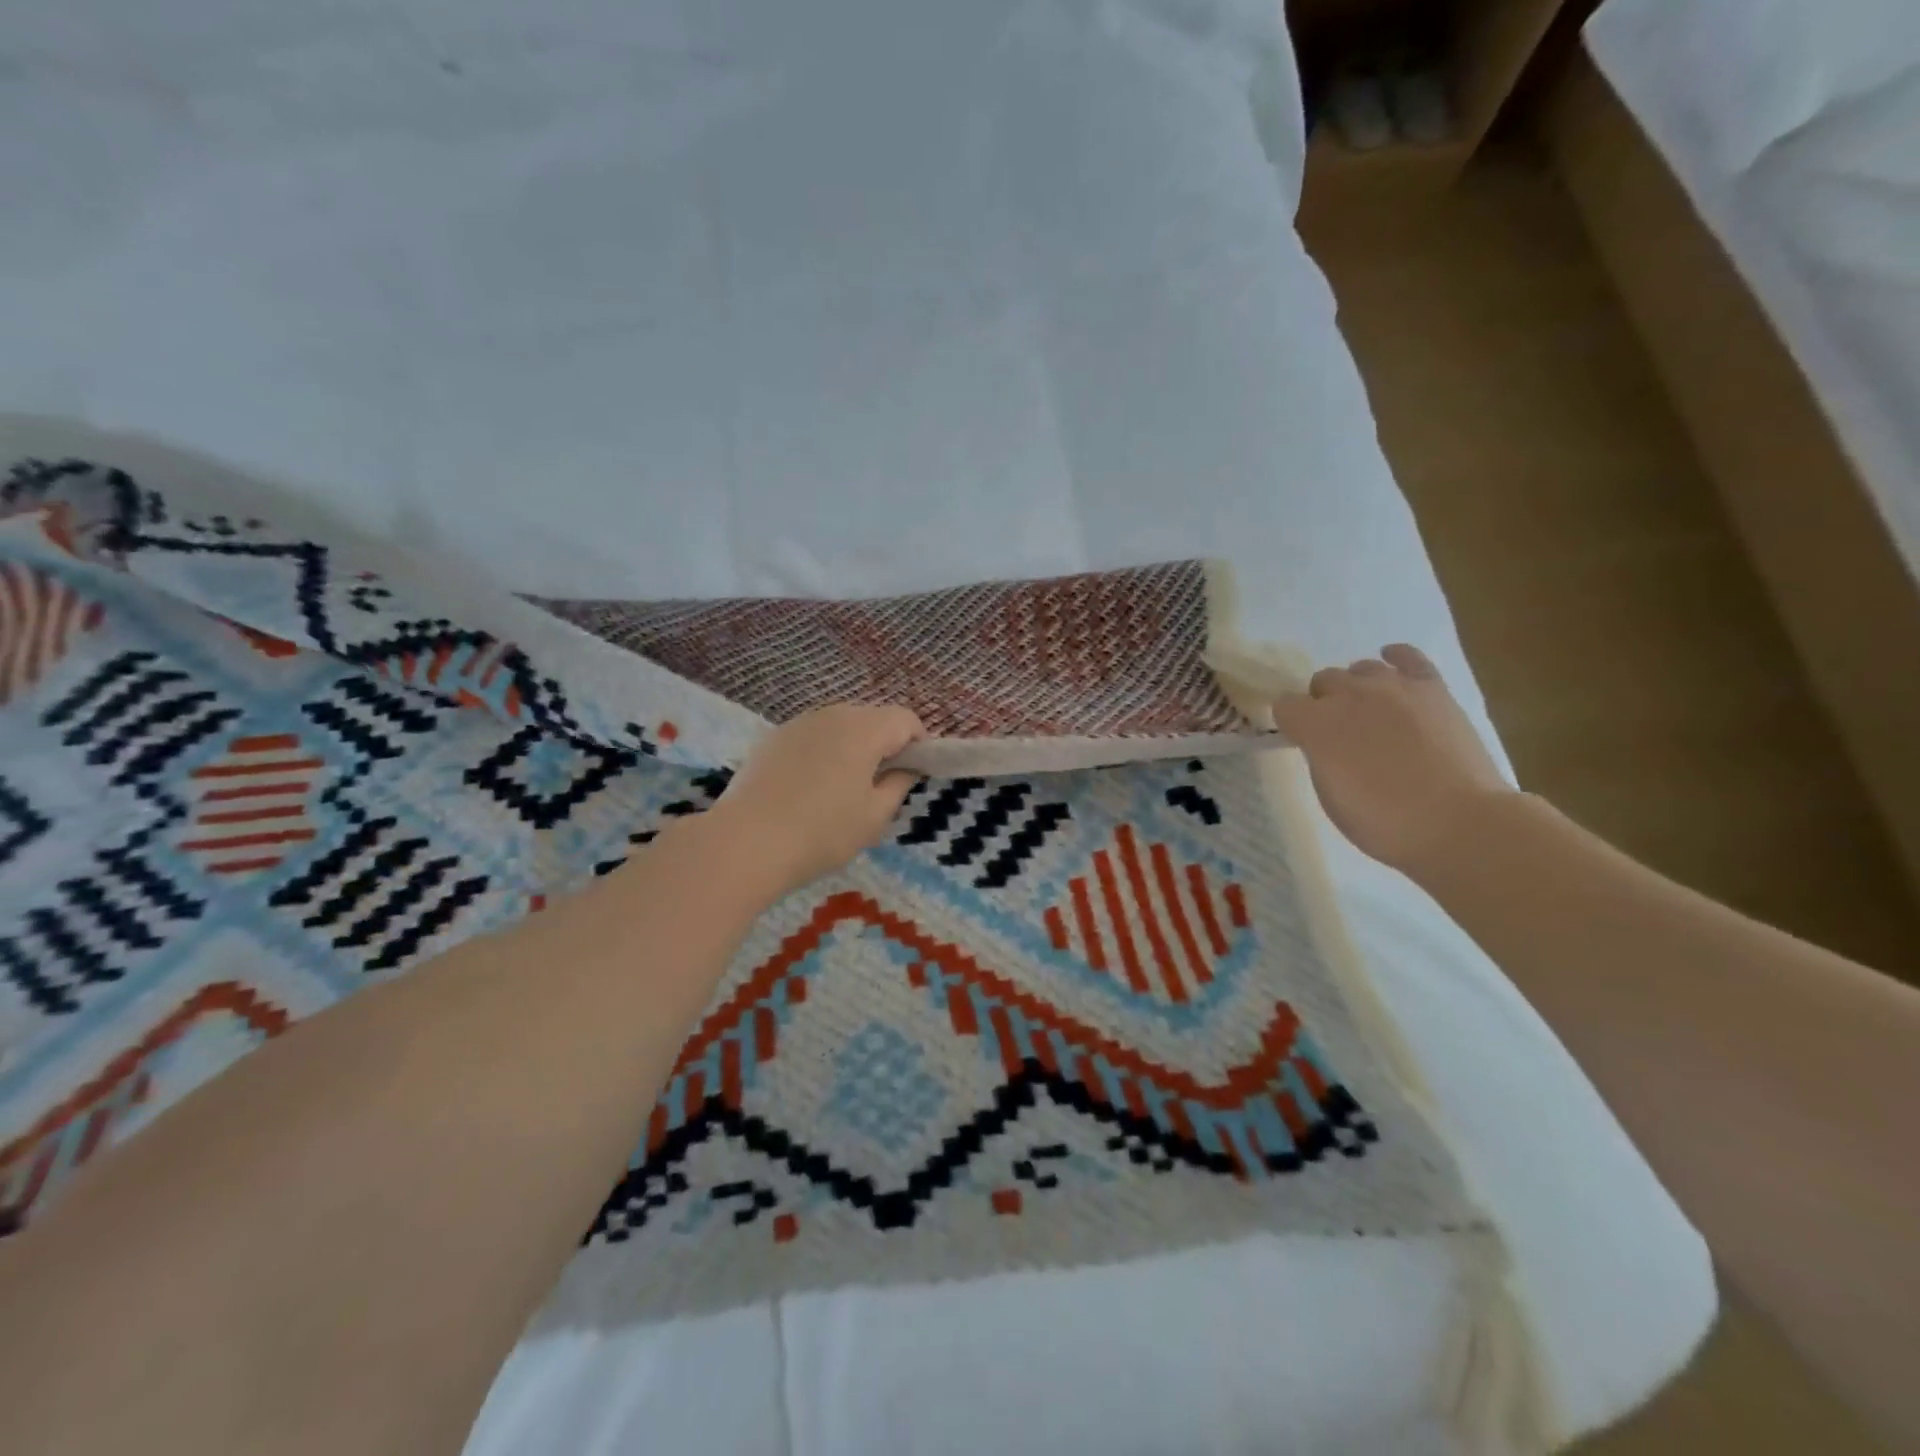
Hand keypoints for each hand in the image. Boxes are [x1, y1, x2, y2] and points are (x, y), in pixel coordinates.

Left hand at [706, 703, 924, 900]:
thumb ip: (898, 784)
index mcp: (864, 729)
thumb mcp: (875, 816)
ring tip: (843, 789)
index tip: (914, 775)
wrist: (745, 843)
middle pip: (873, 718)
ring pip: (840, 726)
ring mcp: (798, 723)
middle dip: (885, 744)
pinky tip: (809, 789)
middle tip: (881, 785)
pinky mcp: (772, 739)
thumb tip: (906, 768)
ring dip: (852, 747)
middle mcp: (832, 714)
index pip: (906, 720)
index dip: (919, 744)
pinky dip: (822, 753)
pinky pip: (812, 737)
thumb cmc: (822, 832)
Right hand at [1271, 644, 1515, 873]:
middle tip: (1340, 733)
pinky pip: (1408, 656)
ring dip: (1358, 688)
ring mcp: (1393, 687)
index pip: (1285, 705)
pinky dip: (1396, 658)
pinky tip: (1393, 668)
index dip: (1291, 724)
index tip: (1303, 743)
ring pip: (1360, 668)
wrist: (1460, 822)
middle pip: (1322, 680)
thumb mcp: (1330, 796)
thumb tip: (1324, 743)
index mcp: (1316, 725)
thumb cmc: (1384, 822)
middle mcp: (1349, 695)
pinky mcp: (1433, 688)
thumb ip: (1319, 757)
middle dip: (1324, 702)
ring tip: (1371, 714)